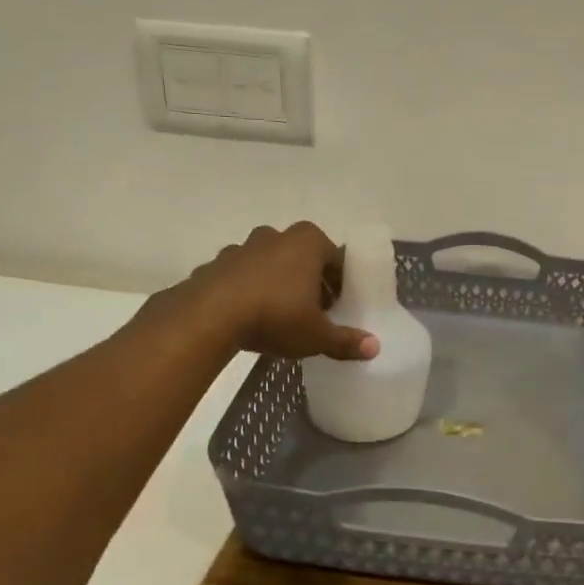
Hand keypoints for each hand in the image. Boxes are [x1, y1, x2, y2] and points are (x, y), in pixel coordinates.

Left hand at [151, 222, 379, 361]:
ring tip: (279, 315)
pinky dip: (248, 291)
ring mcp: (242, 247)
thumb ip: (346, 341)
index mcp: (308, 243)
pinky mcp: (215, 264)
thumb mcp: (317, 335)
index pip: (336, 258)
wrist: (208, 317)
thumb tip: (375, 348)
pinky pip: (240, 276)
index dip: (340, 282)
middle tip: (313, 311)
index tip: (339, 306)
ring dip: (277, 283)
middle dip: (309, 280)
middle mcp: (276, 236)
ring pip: (269, 263)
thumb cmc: (275, 316)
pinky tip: (249, 317)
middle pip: (302, 257)